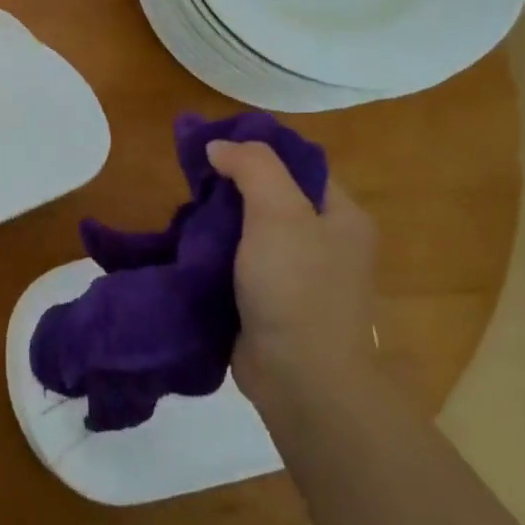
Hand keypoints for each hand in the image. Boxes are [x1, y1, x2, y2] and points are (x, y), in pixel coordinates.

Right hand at [205, 139, 379, 400]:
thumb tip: (219, 146)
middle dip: (230, 187)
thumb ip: (252, 168)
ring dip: (218, 222)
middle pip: (272, 196)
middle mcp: (324, 242)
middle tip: (192, 182)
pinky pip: (238, 264)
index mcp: (341, 215)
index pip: (298, 165)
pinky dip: (214, 254)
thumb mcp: (279, 213)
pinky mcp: (270, 302)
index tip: (212, 147)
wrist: (301, 378)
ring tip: (183, 214)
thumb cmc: (297, 288)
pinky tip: (188, 248)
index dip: (257, 150)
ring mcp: (297, 275)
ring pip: (250, 231)